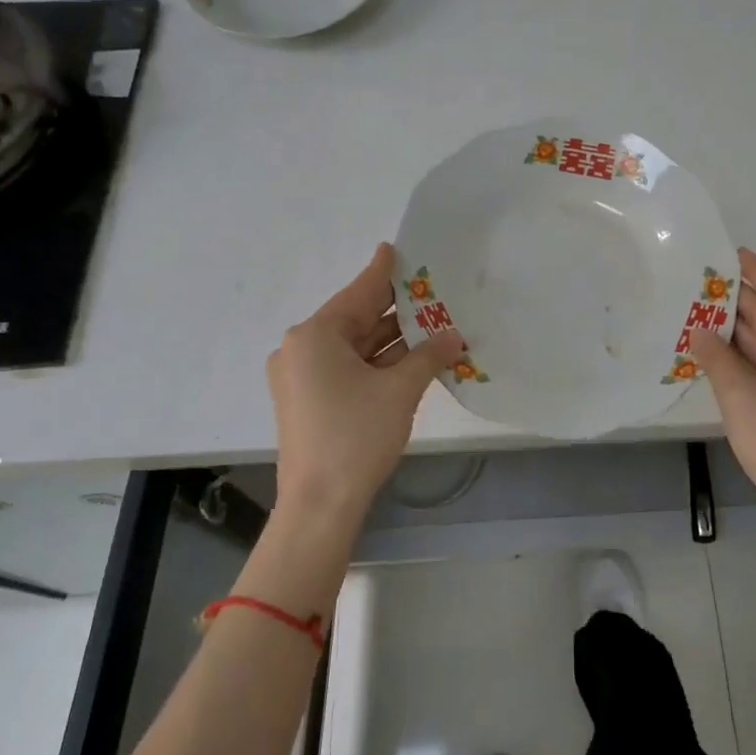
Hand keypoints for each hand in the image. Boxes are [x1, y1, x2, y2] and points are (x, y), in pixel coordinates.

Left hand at [267, 242, 464, 524]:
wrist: (319, 506)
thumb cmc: (356, 436)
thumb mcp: (399, 390)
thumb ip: (428, 355)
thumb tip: (453, 335)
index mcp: (315, 335)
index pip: (359, 293)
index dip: (383, 272)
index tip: (395, 248)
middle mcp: (301, 349)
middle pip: (356, 319)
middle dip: (396, 311)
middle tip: (431, 292)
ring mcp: (301, 377)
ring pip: (354, 347)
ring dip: (391, 341)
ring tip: (431, 324)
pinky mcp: (308, 401)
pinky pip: (347, 369)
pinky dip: (377, 363)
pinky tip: (411, 357)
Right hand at [690, 248, 755, 531]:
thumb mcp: (741, 398)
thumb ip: (717, 358)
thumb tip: (698, 329)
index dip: (755, 272)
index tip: (731, 252)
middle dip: (740, 301)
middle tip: (702, 281)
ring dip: (741, 329)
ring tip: (702, 308)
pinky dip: (749, 353)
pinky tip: (719, 346)